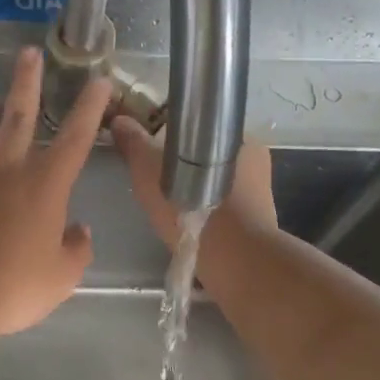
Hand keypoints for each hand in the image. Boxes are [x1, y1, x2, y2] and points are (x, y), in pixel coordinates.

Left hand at [0, 47, 112, 340]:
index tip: (98, 80)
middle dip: (27, 82)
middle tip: (28, 53)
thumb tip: (78, 230)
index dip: (90, 108)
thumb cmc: (16, 285)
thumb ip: (77, 249)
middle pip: (19, 116)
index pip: (76, 138)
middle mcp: (8, 171)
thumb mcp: (63, 276)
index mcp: (46, 185)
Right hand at [111, 117, 276, 249]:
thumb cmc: (192, 205)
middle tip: (158, 183)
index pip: (199, 126)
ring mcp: (261, 189)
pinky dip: (209, 212)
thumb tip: (119, 120)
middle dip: (185, 164)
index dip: (173, 135)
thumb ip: (135, 144)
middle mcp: (254, 156)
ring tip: (172, 207)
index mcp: (234, 134)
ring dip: (197, 190)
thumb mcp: (150, 170)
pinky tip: (190, 224)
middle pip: (208, 154)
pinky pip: (227, 207)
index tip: (153, 151)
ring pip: (218, 182)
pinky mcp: (259, 220)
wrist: (233, 258)